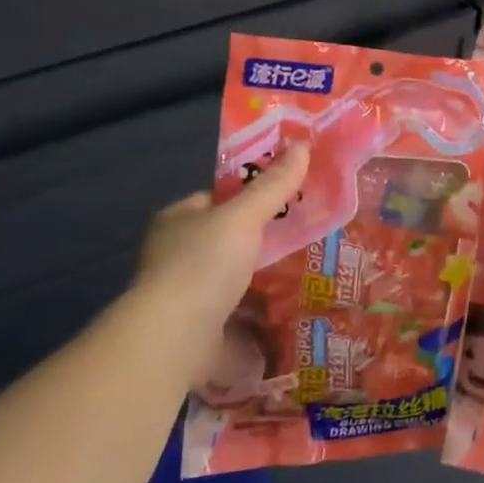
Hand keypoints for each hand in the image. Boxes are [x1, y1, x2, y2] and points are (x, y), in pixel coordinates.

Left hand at [132, 145, 308, 369]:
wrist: (175, 337)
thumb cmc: (203, 264)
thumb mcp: (244, 216)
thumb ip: (273, 186)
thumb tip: (304, 145)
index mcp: (177, 220)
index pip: (215, 199)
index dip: (248, 196)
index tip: (286, 198)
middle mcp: (175, 255)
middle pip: (226, 239)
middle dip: (260, 240)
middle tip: (305, 235)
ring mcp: (185, 295)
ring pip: (233, 278)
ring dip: (262, 278)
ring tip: (308, 272)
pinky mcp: (199, 329)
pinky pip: (237, 313)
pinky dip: (260, 312)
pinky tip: (290, 308)